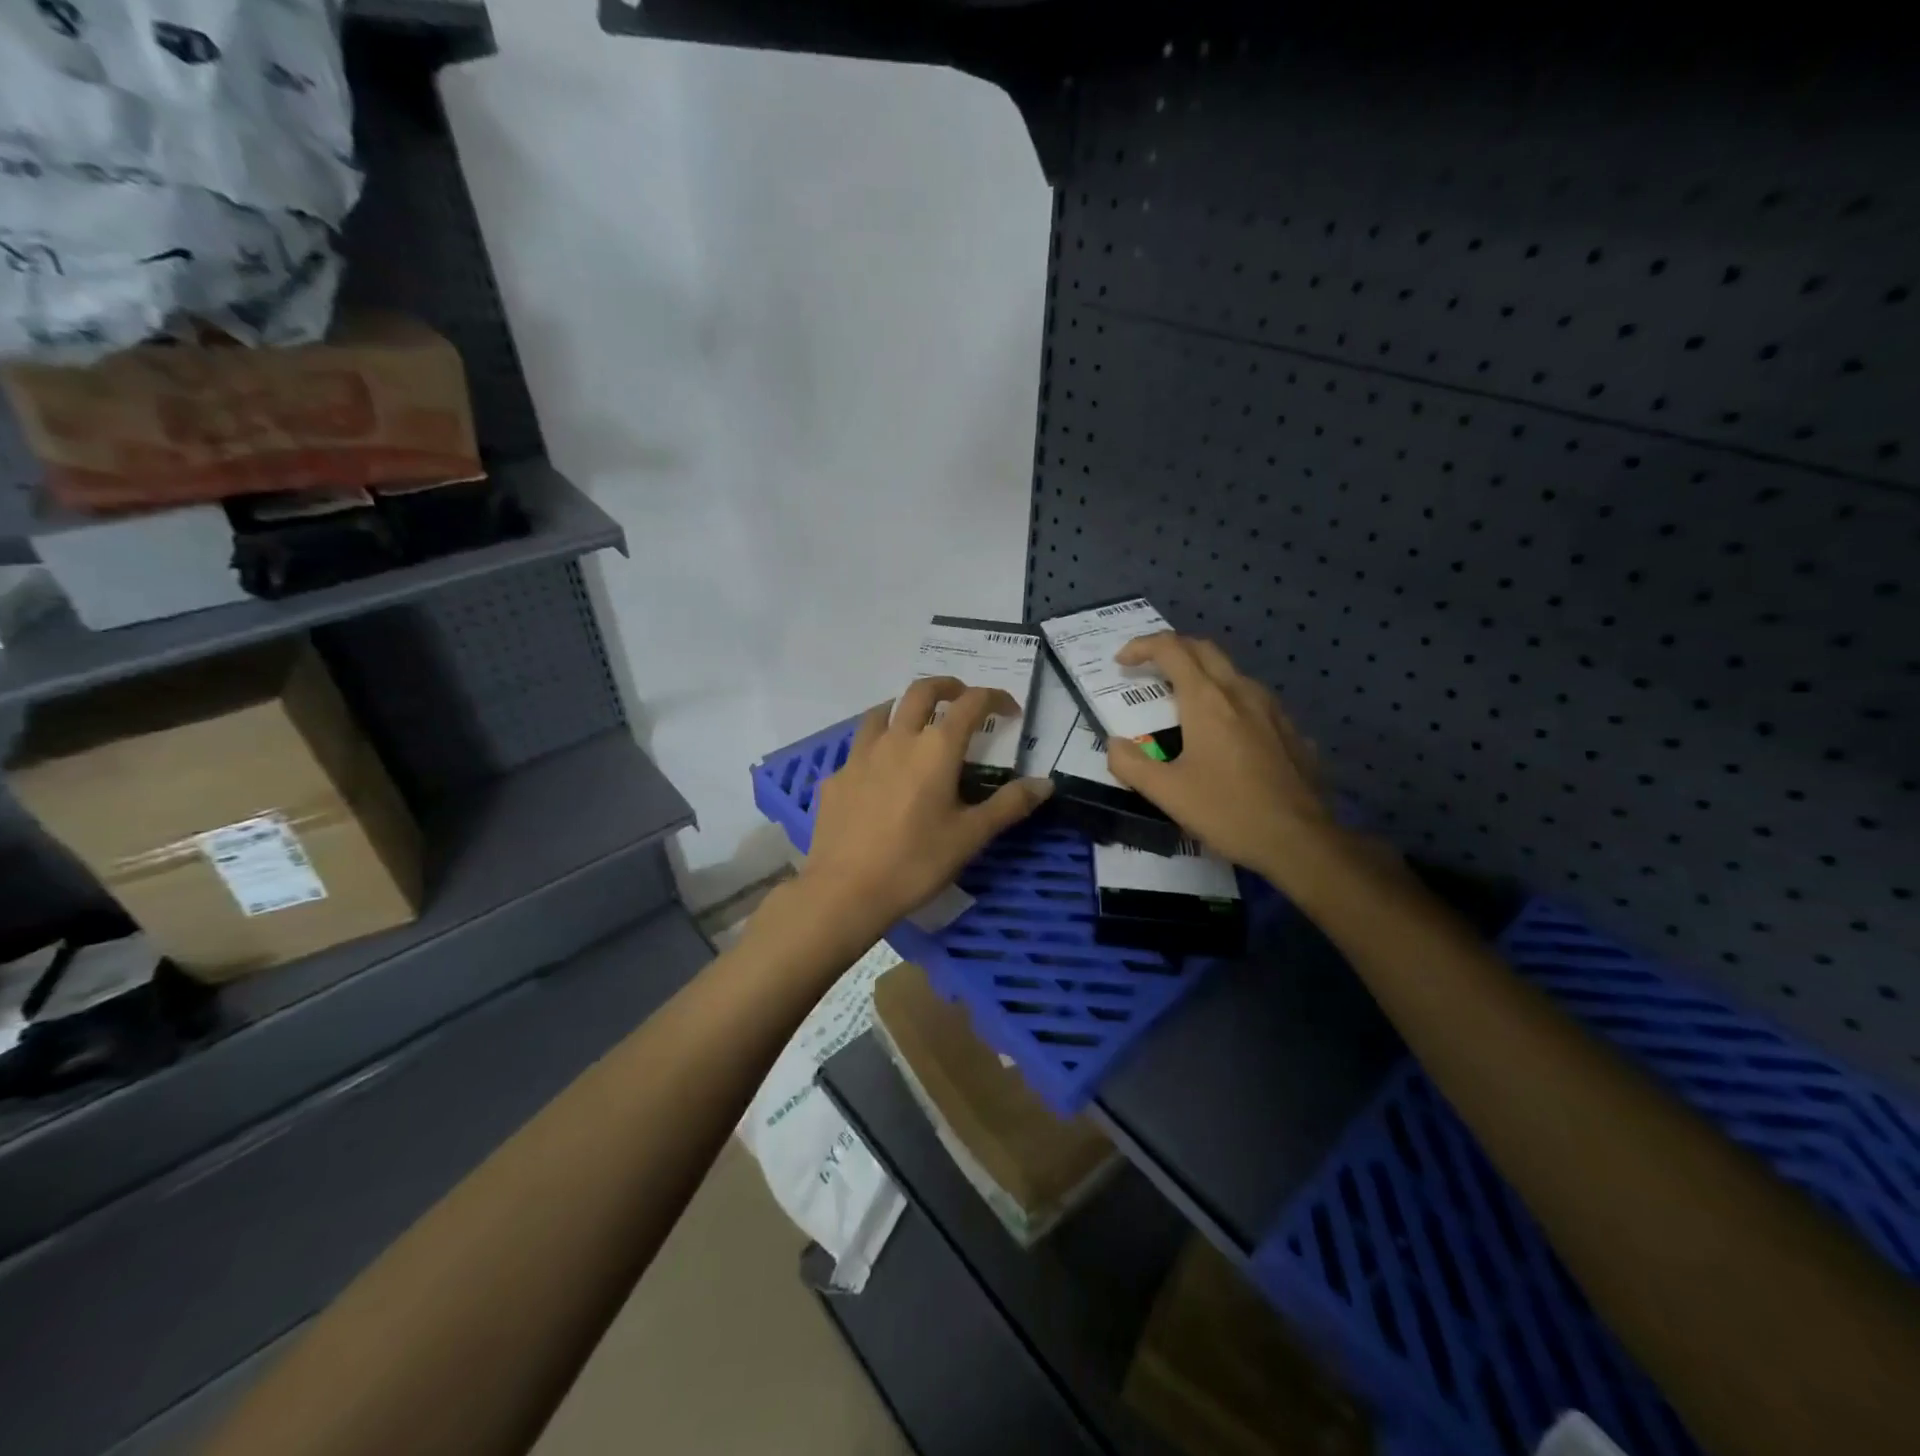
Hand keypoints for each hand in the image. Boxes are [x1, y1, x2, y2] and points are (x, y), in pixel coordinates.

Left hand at [800, 677, 1053, 931]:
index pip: (970, 704)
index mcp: (935, 748)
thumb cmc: (916, 862)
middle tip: (962, 696)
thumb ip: (1009, 804)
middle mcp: (897, 739)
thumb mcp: (971, 836)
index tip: (1009, 710)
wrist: (845, 891)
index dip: (995, 698)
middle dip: (947, 686)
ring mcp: (860, 755)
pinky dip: (877, 745)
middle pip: (920, 691)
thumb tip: (1045, 783)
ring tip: (917, 722)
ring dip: (905, 707)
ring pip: (882, 711)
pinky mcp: (836, 777)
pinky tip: (880, 770)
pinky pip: (859, 747)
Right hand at [1104, 633, 1333, 886]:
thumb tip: (1115, 744)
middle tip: (1149, 669)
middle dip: (1172, 650)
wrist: (1301, 841)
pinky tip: (1226, 735)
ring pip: (1232, 673)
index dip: (1142, 646)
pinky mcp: (1292, 731)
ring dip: (1202, 675)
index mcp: (1207, 700)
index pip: (1171, 650)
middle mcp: (1241, 692)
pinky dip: (1229, 702)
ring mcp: (1272, 710)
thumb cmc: (1227, 812)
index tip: (1122, 662)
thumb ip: (1130, 764)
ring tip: (1184, 703)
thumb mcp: (1166, 793)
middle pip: (1204, 650)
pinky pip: (1254, 701)